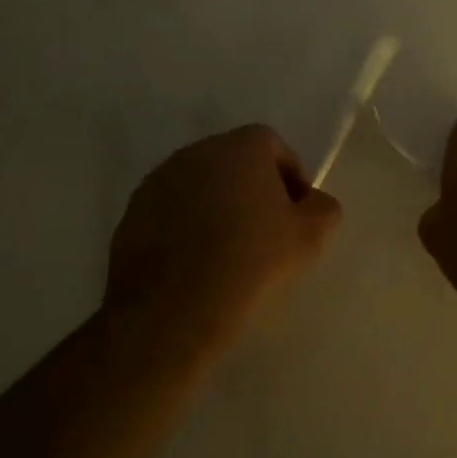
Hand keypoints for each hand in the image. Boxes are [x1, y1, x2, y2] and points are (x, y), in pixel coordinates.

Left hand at [107, 125, 341, 344]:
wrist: (172, 311)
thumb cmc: (251, 262)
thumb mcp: (310, 237)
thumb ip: (324, 208)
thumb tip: (314, 203)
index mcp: (242, 147)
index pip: (274, 146)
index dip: (290, 177)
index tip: (295, 214)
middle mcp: (197, 151)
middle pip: (235, 161)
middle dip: (253, 188)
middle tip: (266, 231)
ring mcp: (159, 180)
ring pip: (201, 185)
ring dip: (217, 206)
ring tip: (228, 250)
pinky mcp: (132, 213)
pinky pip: (171, 210)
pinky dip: (186, 226)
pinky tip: (195, 263)